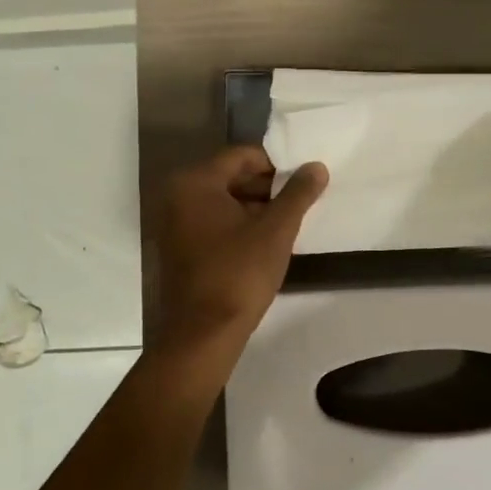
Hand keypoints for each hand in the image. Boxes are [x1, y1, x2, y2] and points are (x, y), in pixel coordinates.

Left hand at [154, 147, 328, 344]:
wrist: (203, 333)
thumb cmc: (239, 274)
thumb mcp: (276, 231)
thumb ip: (298, 194)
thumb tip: (316, 167)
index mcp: (196, 183)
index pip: (241, 156)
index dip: (275, 163)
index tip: (302, 178)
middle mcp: (177, 196)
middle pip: (229, 176)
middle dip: (266, 186)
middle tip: (299, 200)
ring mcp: (174, 223)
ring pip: (222, 201)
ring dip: (254, 206)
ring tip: (287, 221)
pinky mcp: (177, 247)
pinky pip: (212, 221)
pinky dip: (237, 224)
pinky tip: (264, 240)